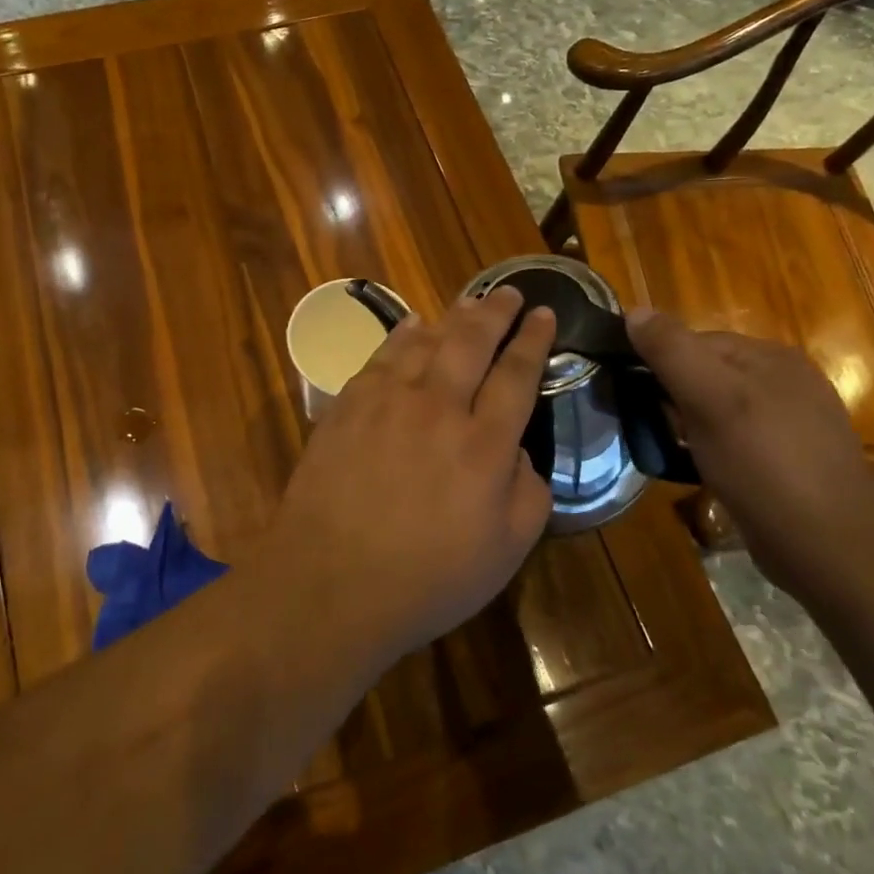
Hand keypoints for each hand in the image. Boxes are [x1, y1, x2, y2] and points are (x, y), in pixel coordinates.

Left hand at [268, 287, 555, 659]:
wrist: (330, 581)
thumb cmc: (426, 579)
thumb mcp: (506, 552)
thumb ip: (529, 494)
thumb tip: (520, 452)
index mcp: (485, 445)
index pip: (517, 375)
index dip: (533, 340)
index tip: (544, 314)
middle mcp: (439, 408)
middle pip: (472, 342)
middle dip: (495, 312)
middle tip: (509, 292)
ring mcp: (388, 402)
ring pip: (426, 341)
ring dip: (453, 317)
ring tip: (469, 302)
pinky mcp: (348, 405)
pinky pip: (382, 356)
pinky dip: (402, 335)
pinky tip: (412, 326)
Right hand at [625, 311, 873, 592]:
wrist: (830, 549)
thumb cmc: (765, 465)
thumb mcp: (711, 400)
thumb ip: (672, 352)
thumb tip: (634, 311)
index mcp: (772, 357)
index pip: (696, 340)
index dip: (659, 362)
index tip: (631, 393)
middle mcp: (787, 381)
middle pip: (707, 373)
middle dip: (673, 395)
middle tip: (651, 426)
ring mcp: (794, 423)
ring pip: (720, 408)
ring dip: (689, 424)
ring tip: (672, 449)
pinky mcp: (791, 461)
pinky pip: (736, 439)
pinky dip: (712, 448)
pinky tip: (704, 469)